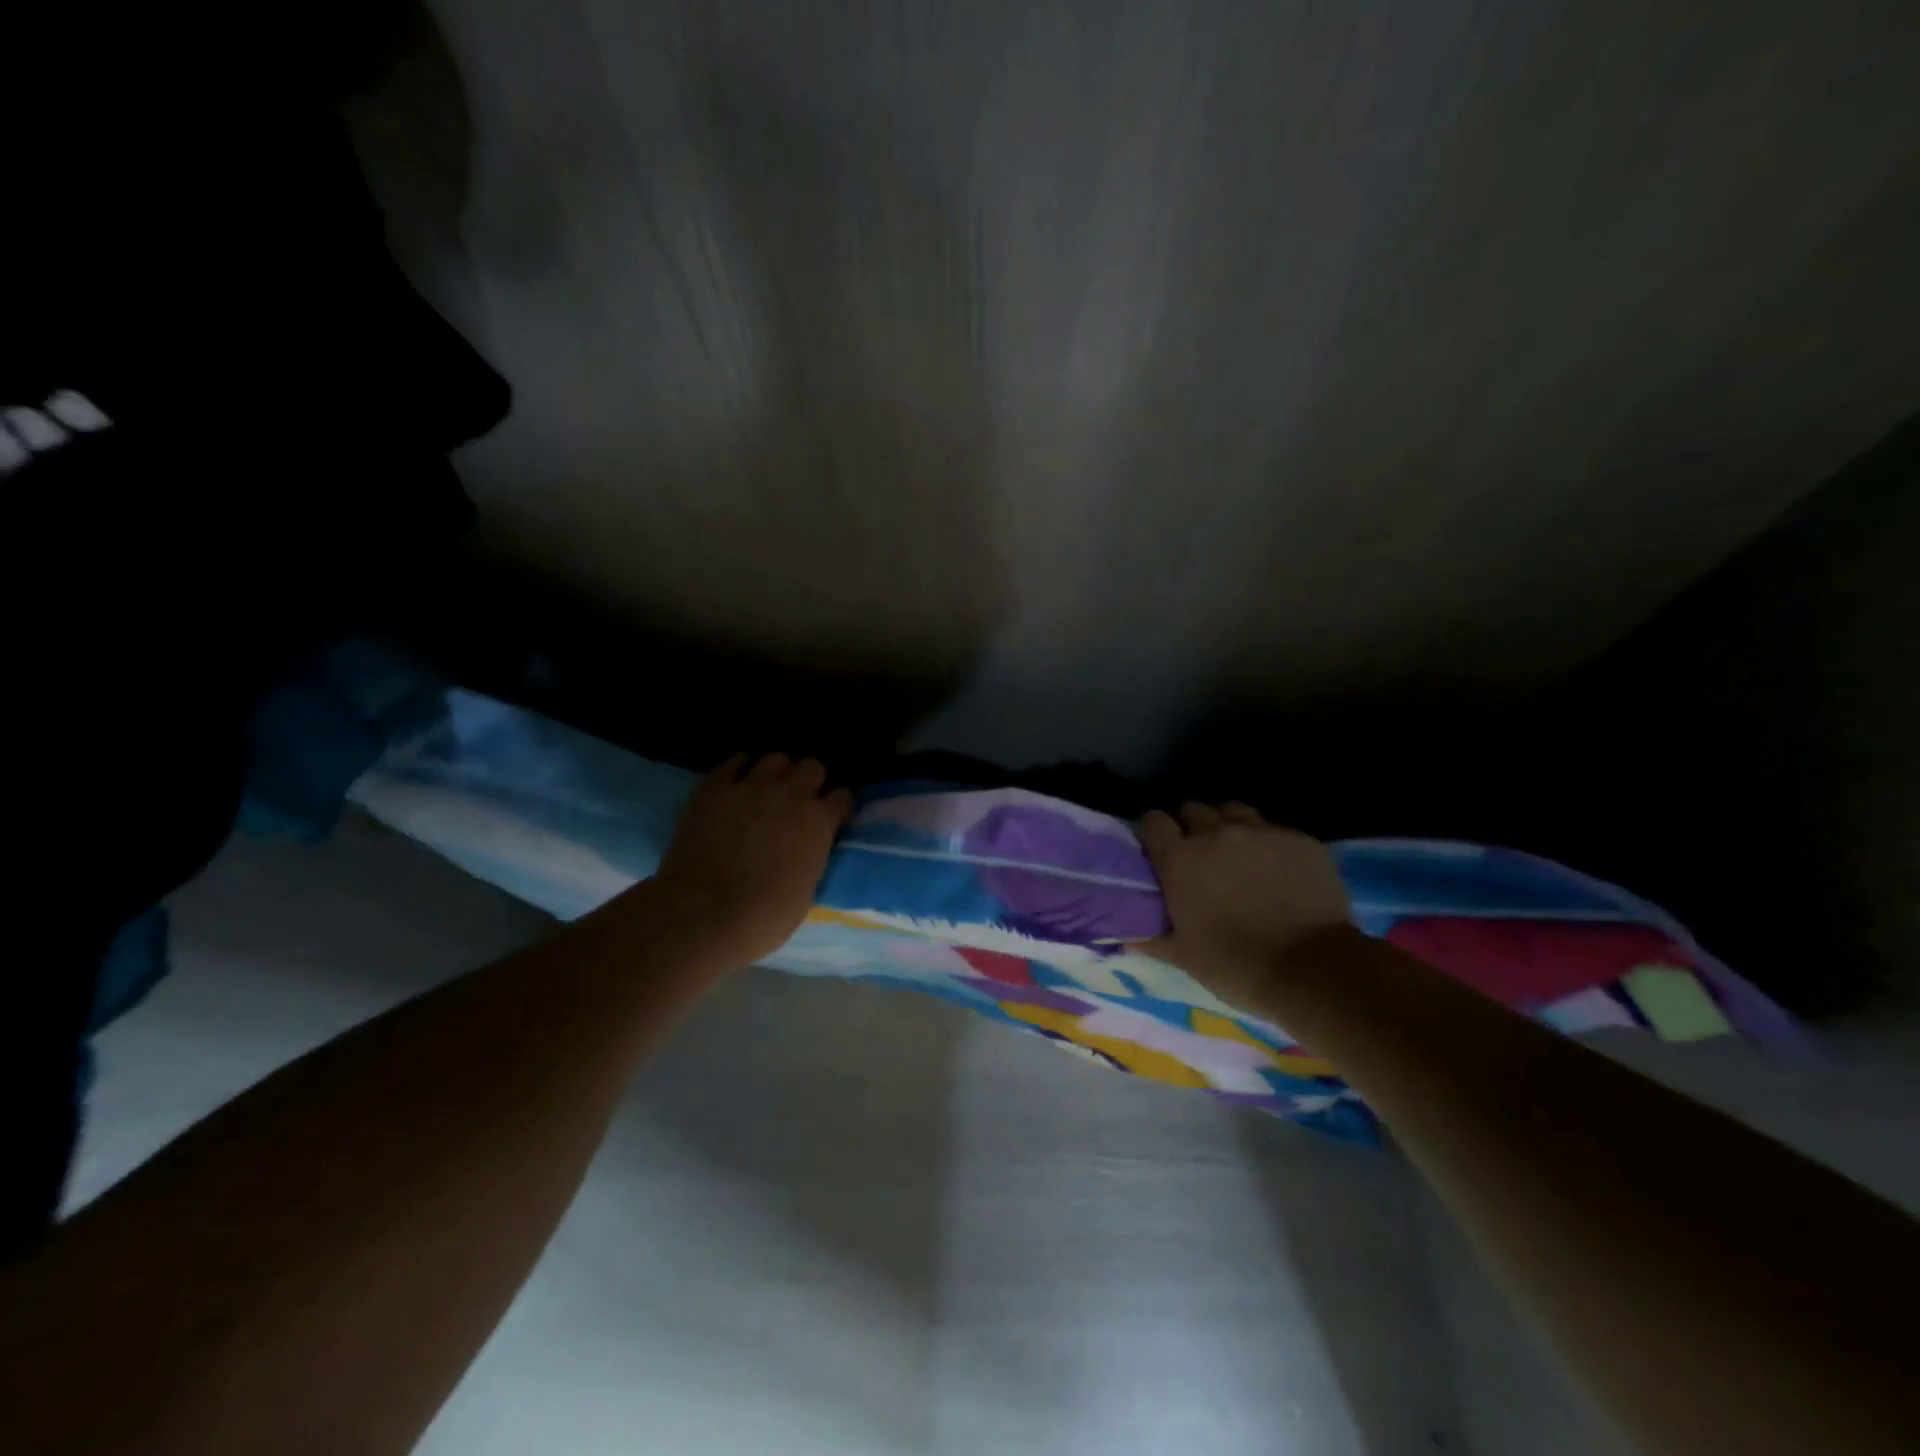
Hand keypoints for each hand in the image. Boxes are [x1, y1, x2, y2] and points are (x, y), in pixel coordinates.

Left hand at [647, 753, 852, 968]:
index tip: (833, 818)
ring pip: (775, 760)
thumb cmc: (764, 917)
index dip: (838, 807)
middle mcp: (791, 795)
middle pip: (812, 768)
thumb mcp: (807, 892)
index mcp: (819, 822)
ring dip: (777, 773)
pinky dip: (739, 769)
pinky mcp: (714, 789)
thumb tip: (808, 851)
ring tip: (769, 790)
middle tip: (801, 802)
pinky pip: (732, 763)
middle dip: (810, 782)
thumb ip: (812, 859)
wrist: (702, 914)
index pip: (842, 797)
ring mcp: (751, 787)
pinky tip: (737, 781)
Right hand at [1134, 802, 1350, 1010]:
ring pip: (1235, 812)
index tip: (1157, 849)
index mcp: (1180, 858)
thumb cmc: (1234, 964)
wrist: (1311, 970)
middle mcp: (1217, 834)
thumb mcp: (1183, 956)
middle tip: (1198, 856)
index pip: (1153, 821)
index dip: (1153, 832)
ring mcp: (1262, 833)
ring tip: (1237, 854)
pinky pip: (1276, 831)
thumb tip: (1127, 936)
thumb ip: (1151, 938)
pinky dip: (1270, 845)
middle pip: (1194, 809)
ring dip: (1230, 827)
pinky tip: (1278, 870)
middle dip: (1191, 827)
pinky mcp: (1300, 841)